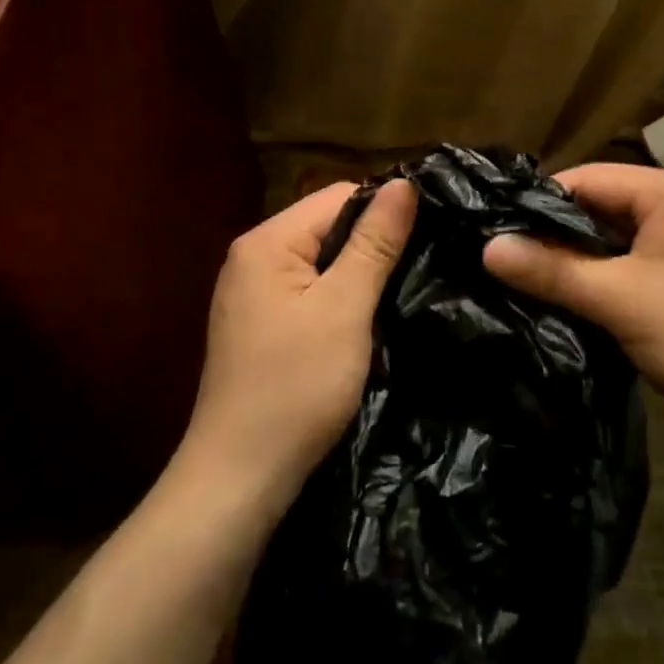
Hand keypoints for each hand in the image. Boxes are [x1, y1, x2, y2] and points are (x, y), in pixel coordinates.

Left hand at [182, 179, 418, 505]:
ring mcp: (251, 292)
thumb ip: (374, 243)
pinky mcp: (258, 324)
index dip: (383, 209)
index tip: (426, 234)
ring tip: (397, 292)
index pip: (337, 196)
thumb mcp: (345, 309)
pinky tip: (362, 320)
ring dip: (357, 273)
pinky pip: (306, 290)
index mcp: (267, 241)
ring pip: (320, 260)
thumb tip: (405, 183)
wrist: (238, 479)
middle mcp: (252, 256)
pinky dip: (337, 298)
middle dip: (371, 243)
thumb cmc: (295, 387)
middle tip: (416, 268)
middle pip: (326, 225)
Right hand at [483, 164, 663, 475]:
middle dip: (553, 234)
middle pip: (598, 209)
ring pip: (610, 244)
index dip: (539, 202)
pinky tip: (560, 302)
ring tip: (520, 280)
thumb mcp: (620, 299)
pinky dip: (596, 283)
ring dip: (572, 263)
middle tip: (500, 257)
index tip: (493, 228)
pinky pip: (627, 271)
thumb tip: (487, 247)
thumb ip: (551, 270)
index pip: (588, 179)